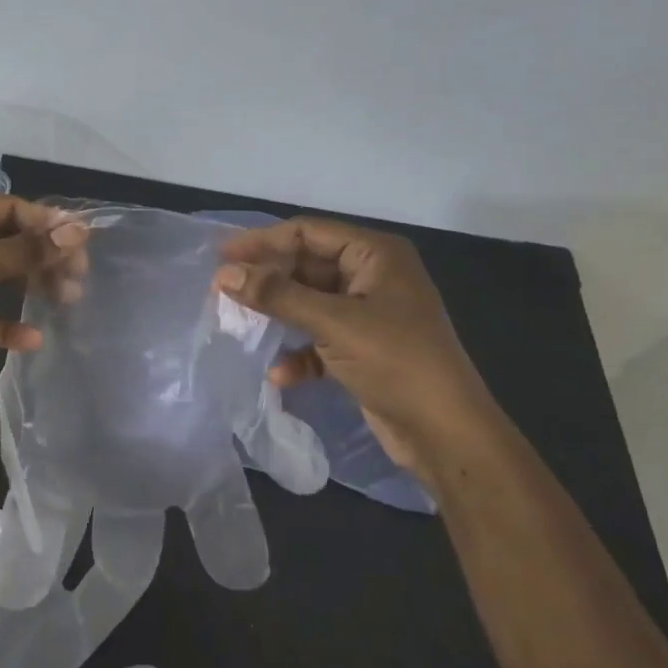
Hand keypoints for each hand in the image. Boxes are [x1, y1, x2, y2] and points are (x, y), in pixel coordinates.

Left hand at [0, 191, 85, 398]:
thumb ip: (27, 249)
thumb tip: (78, 230)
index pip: (8, 208)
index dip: (46, 223)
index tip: (82, 242)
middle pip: (7, 241)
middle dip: (41, 257)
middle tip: (77, 277)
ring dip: (30, 287)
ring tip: (66, 300)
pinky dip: (6, 324)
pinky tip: (31, 339)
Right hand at [214, 218, 505, 480]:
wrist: (447, 434)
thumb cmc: (395, 362)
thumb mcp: (333, 323)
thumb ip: (276, 295)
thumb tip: (223, 274)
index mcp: (376, 255)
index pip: (309, 232)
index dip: (263, 242)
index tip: (221, 256)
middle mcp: (373, 277)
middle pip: (306, 267)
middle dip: (268, 281)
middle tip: (222, 291)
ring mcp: (369, 314)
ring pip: (310, 303)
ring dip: (278, 316)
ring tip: (239, 325)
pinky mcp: (364, 349)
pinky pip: (320, 339)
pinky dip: (299, 353)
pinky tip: (279, 374)